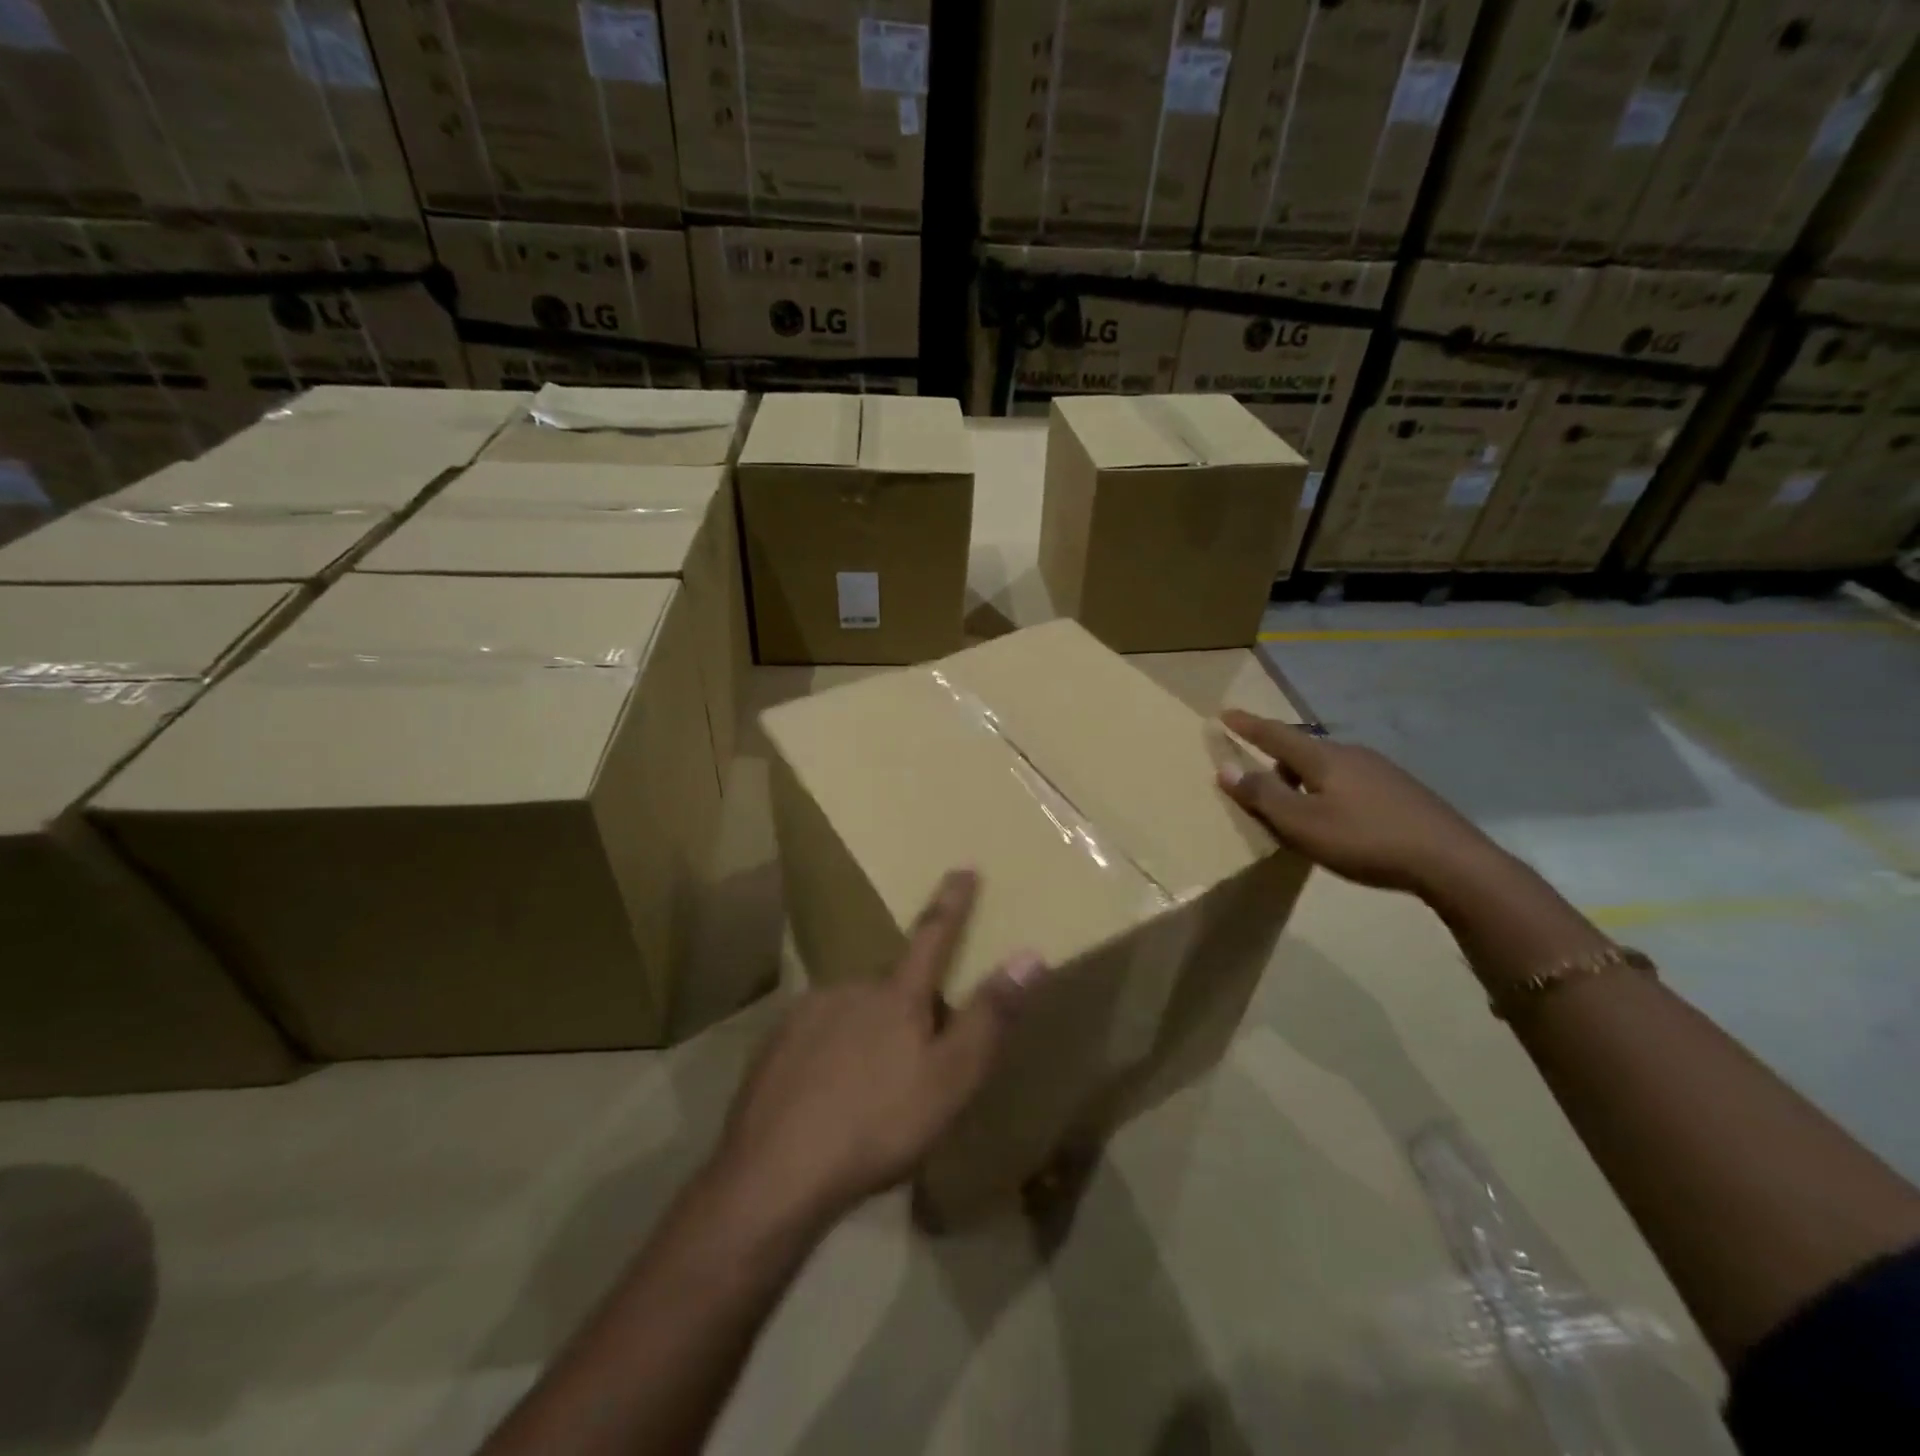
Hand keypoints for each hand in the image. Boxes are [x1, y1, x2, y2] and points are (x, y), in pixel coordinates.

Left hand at [713, 869, 1043, 1226]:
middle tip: (914, 1058)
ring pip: (852, 1012)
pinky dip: (831, 1055)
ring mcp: (806, 1013)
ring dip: (868, 1034)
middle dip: (908, 1006)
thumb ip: (991, 1016)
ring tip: (870, 1089)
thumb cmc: (878, 1124)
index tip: (963, 867)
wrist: (775, 1172)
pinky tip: (828, 1097)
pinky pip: (817, 1036)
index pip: (934, 934)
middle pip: (892, 987)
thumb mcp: (952, 1078)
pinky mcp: (775, 1045)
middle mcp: (850, 988)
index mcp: (896, 995)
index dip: (952, 902)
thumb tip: (1030, 954)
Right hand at [1216, 709, 1497, 896]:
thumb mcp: (1302, 823)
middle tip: (1261, 784)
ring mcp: (1382, 772)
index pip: (1275, 735)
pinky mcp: (1403, 792)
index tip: (1225, 713)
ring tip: (1300, 810)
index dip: (1248, 726)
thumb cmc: (1364, 839)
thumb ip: (1263, 795)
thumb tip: (1226, 768)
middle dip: (1278, 761)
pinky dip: (1332, 793)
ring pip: (1330, 768)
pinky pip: (1352, 783)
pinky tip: (1341, 821)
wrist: (1451, 861)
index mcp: (1323, 758)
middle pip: (1304, 751)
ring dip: (1306, 781)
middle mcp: (1352, 755)